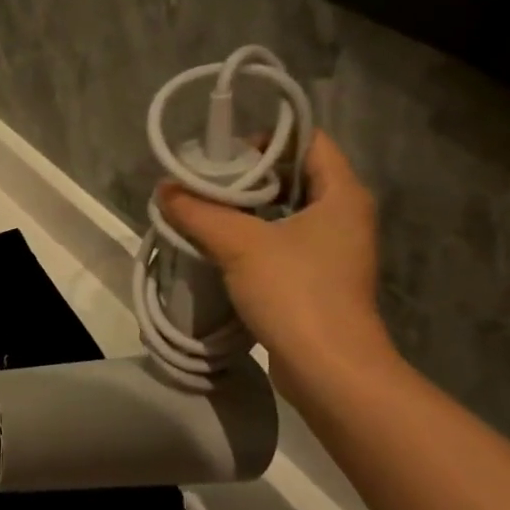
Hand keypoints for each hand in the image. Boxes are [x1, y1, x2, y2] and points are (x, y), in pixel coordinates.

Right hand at [158, 131, 398, 397]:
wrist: (330, 370)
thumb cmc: (296, 292)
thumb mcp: (240, 244)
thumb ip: (199, 212)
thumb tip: (164, 190)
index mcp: (342, 194)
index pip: (309, 141)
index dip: (268, 139)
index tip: (225, 152)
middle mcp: (344, 216)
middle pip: (295, 176)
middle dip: (249, 176)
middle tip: (205, 183)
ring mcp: (334, 251)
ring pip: (287, 214)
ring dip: (247, 211)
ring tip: (204, 212)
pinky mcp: (319, 281)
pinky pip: (284, 245)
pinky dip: (254, 240)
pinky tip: (219, 248)